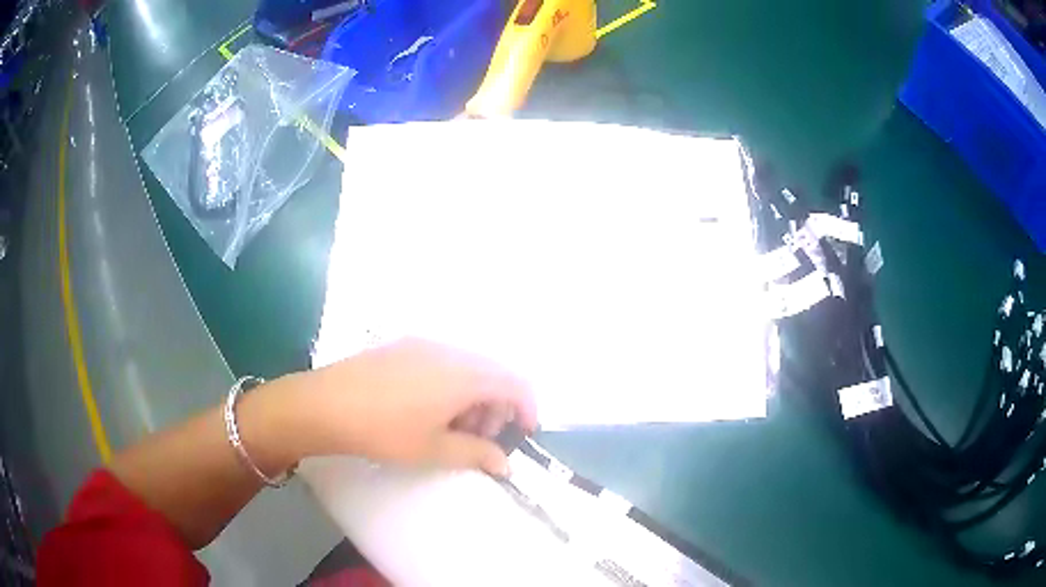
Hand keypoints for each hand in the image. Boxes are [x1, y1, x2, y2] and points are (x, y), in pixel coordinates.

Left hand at [286, 338, 536, 476]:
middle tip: (480, 439)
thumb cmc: (384, 430)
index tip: (523, 434)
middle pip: (492, 374)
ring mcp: (424, 345)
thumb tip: (505, 465)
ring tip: (452, 428)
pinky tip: (428, 409)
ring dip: (473, 397)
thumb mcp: (434, 449)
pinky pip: (443, 362)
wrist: (325, 404)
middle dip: (496, 407)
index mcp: (463, 375)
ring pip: (467, 368)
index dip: (527, 408)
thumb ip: (477, 454)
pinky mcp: (403, 346)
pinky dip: (451, 385)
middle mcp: (450, 351)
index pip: (514, 383)